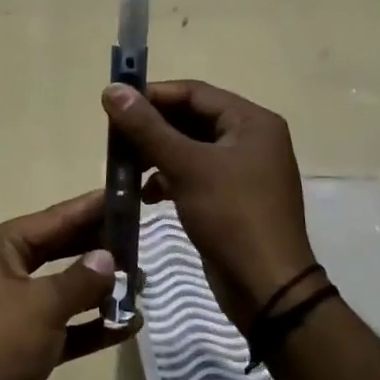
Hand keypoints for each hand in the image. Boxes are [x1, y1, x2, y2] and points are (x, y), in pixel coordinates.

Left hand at [0, 190, 135, 379]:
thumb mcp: (43, 306)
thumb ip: (80, 279)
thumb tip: (108, 257)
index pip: (51, 219)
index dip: (88, 209)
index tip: (122, 196)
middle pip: (56, 250)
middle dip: (97, 249)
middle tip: (139, 239)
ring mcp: (8, 309)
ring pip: (61, 289)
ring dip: (98, 289)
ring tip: (141, 283)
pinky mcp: (19, 344)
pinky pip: (60, 325)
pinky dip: (88, 325)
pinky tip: (127, 325)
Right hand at [102, 80, 317, 326]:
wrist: (267, 289)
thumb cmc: (231, 216)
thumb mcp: (187, 167)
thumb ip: (147, 127)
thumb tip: (112, 90)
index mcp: (251, 122)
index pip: (194, 92)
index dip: (153, 95)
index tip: (114, 105)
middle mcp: (251, 139)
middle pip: (191, 119)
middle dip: (152, 128)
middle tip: (114, 138)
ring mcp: (243, 171)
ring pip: (190, 149)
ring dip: (156, 155)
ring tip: (124, 167)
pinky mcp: (232, 199)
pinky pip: (194, 175)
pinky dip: (169, 179)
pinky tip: (145, 194)